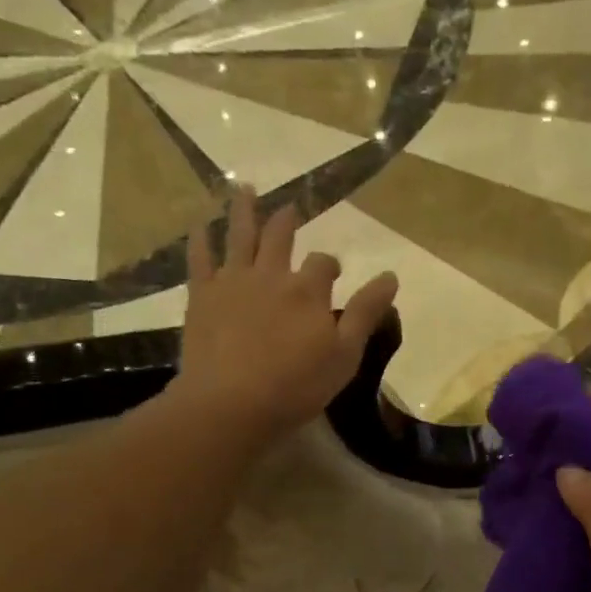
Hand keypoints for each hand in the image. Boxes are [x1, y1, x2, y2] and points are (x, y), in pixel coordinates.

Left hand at [176, 186, 398, 442]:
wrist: (232, 402)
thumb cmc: (296, 386)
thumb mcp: (345, 355)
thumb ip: (366, 313)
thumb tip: (391, 276)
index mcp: (308, 290)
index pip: (324, 264)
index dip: (330, 265)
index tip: (334, 272)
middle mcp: (271, 274)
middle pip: (280, 236)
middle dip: (287, 221)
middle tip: (291, 208)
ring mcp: (232, 282)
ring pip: (239, 235)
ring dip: (244, 210)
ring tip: (245, 189)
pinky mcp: (202, 296)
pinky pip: (200, 259)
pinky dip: (201, 239)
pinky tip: (200, 226)